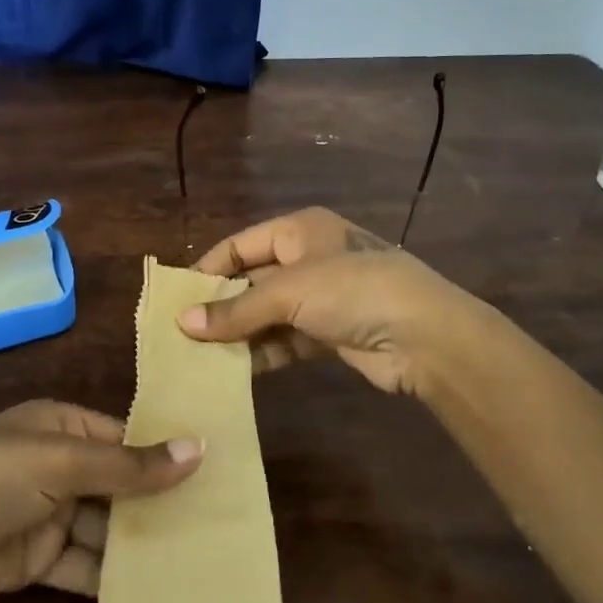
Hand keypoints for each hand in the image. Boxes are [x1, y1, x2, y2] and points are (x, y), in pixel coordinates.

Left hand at [0, 400, 202, 602]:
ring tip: (199, 562)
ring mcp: (46, 515)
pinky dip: (111, 580)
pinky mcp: (35, 561)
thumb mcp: (57, 464)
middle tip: (220, 526)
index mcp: (61, 426)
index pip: (124, 437)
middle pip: (119, 485)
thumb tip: (198, 449)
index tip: (218, 476)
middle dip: (159, 505)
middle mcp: (57, 466)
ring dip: (141, 545)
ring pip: (105, 529)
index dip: (166, 455)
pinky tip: (153, 594)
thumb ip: (127, 466)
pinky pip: (83, 567)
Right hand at [178, 207, 483, 396]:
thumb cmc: (352, 291)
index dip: (209, 269)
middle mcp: (308, 259)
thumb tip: (183, 323)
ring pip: (266, 315)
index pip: (240, 245)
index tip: (178, 298)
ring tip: (200, 357)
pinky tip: (235, 371)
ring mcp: (321, 298)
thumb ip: (236, 309)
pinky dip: (262, 353)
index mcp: (299, 231)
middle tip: (183, 334)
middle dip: (221, 307)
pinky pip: (285, 340)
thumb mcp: (289, 292)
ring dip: (239, 334)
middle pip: (251, 281)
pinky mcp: (329, 334)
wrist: (424, 336)